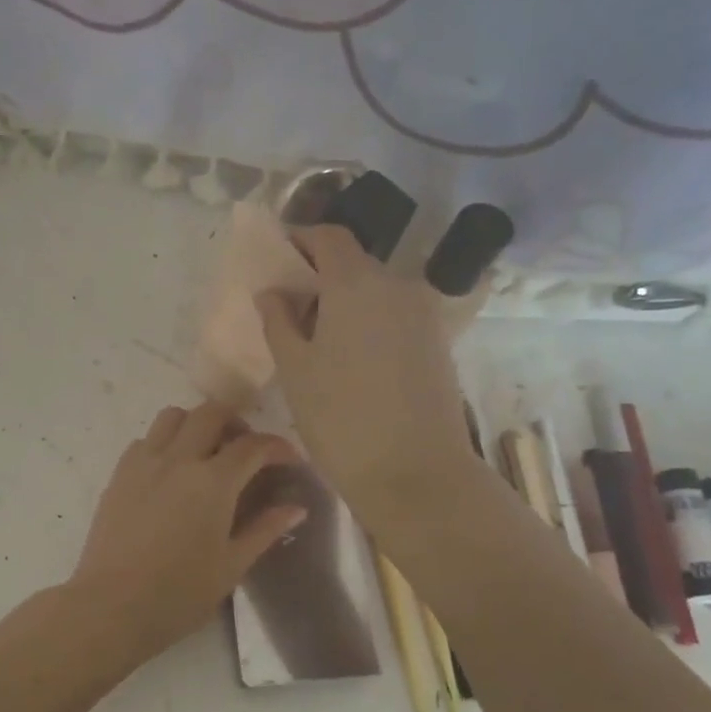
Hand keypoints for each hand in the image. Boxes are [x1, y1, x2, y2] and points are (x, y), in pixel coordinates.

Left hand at [69, 402, 306, 661]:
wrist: (112, 605)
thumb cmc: (180, 593)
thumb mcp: (232, 565)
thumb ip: (265, 530)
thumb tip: (296, 508)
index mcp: (213, 482)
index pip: (253, 446)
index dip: (277, 447)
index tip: (289, 459)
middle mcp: (179, 459)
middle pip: (210, 413)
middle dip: (235, 421)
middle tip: (245, 448)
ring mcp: (144, 463)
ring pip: (173, 417)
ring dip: (195, 424)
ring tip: (205, 451)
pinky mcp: (118, 474)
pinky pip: (145, 440)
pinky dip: (163, 443)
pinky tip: (169, 472)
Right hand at [256, 225, 473, 519]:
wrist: (417, 474)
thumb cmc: (341, 418)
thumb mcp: (295, 370)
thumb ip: (279, 321)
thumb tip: (273, 292)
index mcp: (356, 284)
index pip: (330, 237)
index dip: (301, 239)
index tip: (278, 256)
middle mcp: (397, 287)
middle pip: (354, 264)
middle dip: (319, 277)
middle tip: (289, 310)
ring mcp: (423, 315)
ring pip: (376, 292)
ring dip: (345, 302)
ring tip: (316, 341)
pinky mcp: (438, 344)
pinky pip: (395, 316)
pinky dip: (369, 322)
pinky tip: (350, 360)